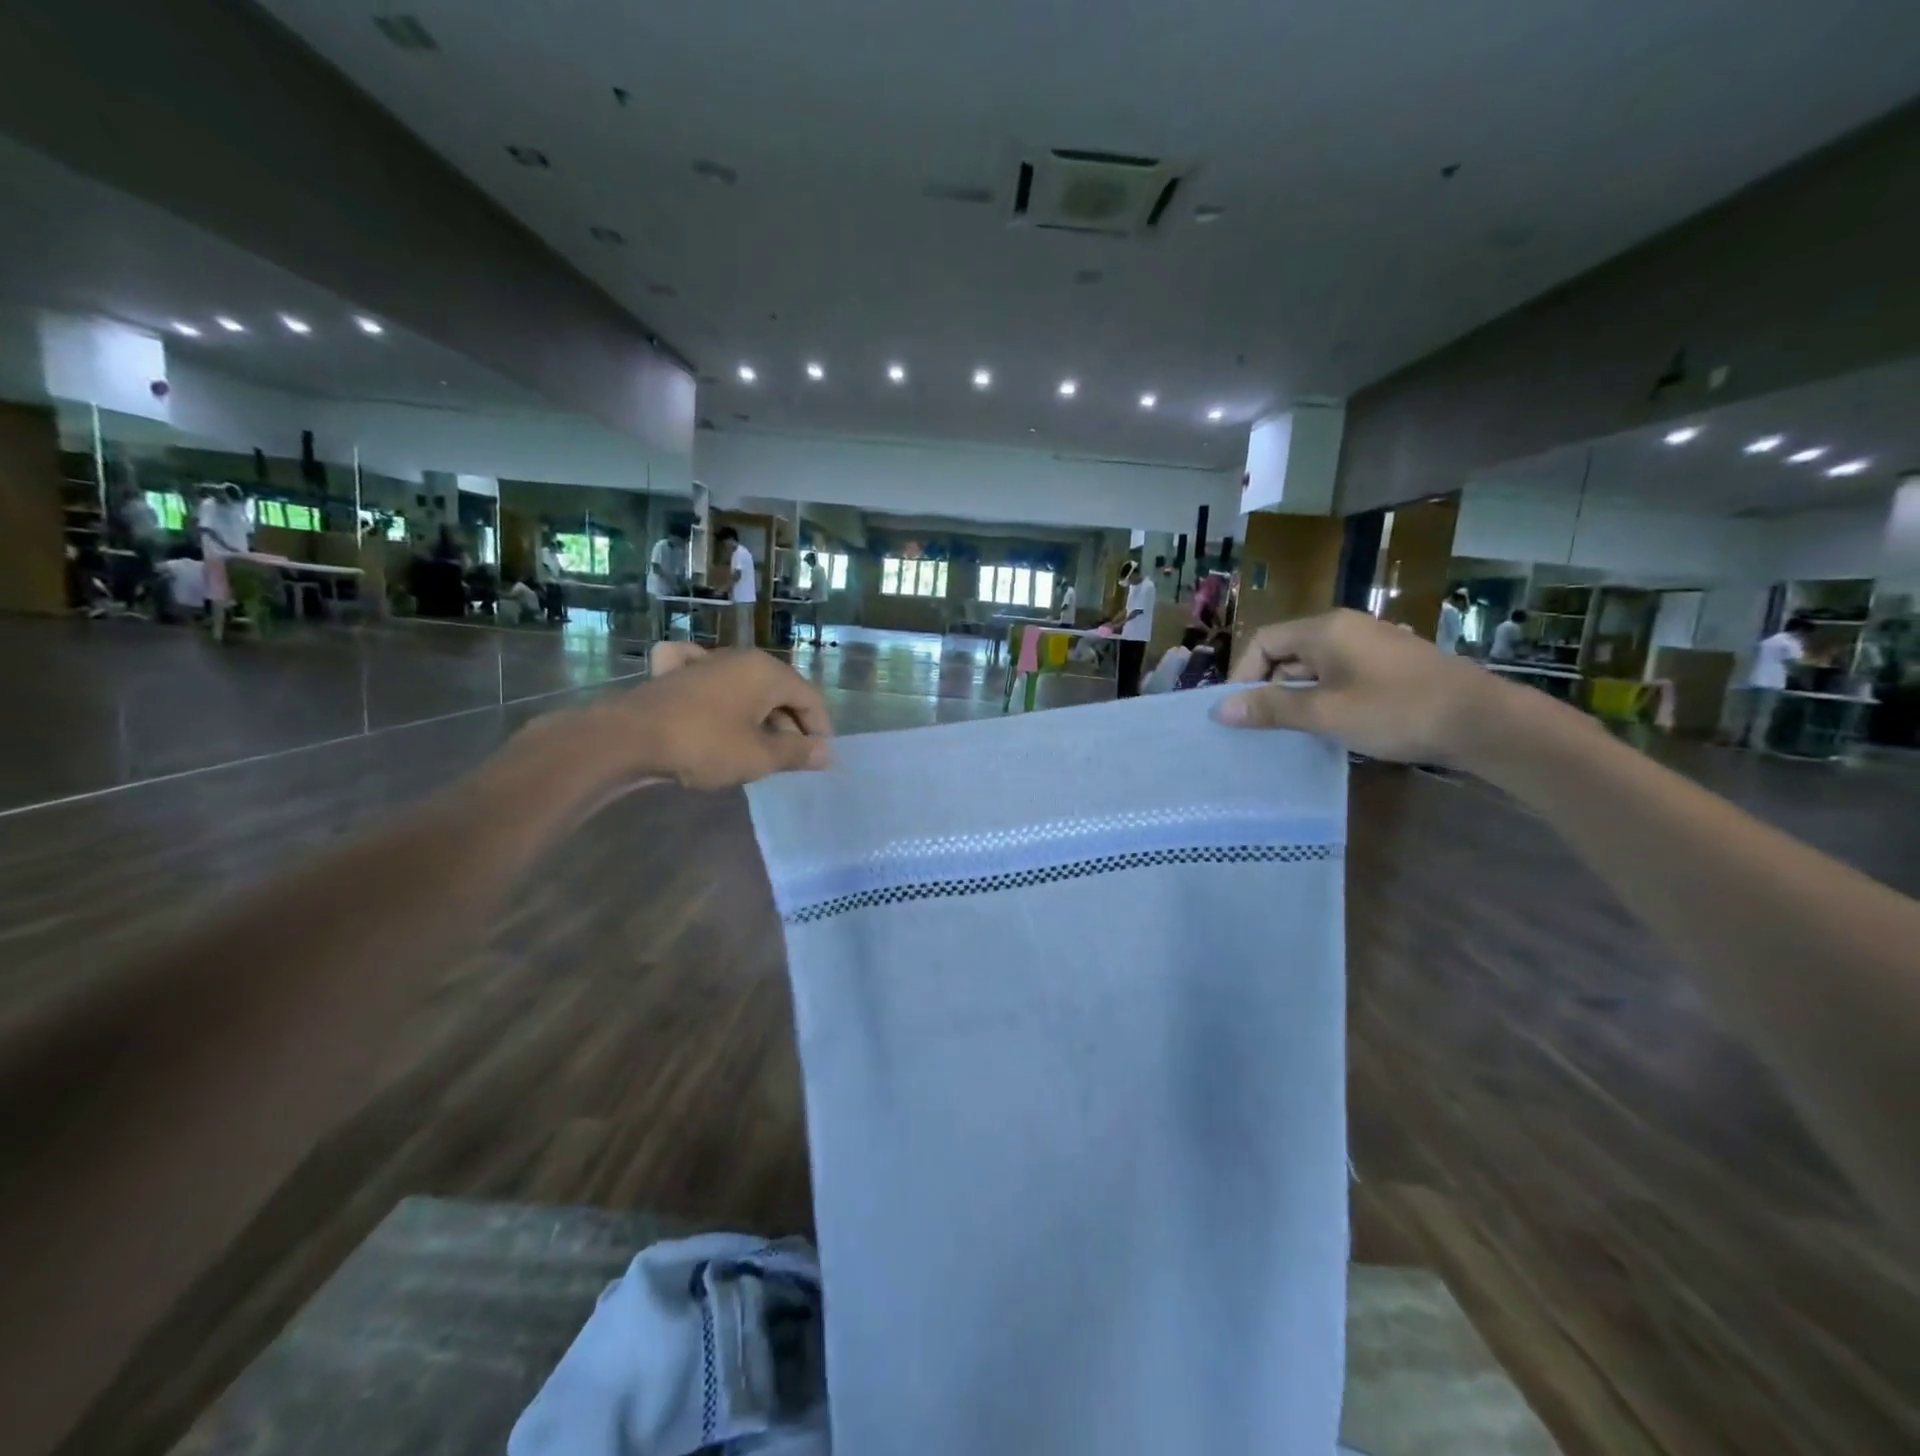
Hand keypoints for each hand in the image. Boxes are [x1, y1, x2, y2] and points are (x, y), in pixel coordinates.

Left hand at [509, 644, 831, 794]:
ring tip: (758, 746)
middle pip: (779, 690)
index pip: (810, 697)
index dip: (821, 728)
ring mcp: (704, 661)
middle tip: (790, 759)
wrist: (629, 739)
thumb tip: (827, 753)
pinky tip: (714, 700)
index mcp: (767, 671)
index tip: (819, 758)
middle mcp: (739, 658)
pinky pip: (708, 677)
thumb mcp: (759, 756)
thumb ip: (797, 753)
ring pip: (746, 686)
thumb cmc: (705, 745)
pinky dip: (719, 691)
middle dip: (790, 724)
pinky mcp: (674, 673)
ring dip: (759, 714)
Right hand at [1217, 609, 1551, 767]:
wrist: (1483, 722)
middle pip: (1286, 653)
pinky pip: (1338, 677)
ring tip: (1290, 734)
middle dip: (1268, 689)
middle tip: (1261, 729)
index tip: (1240, 713)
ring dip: (1296, 698)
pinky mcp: (1388, 667)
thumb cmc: (1396, 711)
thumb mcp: (1326, 713)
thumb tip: (1220, 710)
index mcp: (1325, 629)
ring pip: (1313, 668)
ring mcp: (1370, 646)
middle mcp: (1345, 629)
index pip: (1263, 642)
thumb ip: (1272, 709)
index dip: (1243, 676)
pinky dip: (1323, 699)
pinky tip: (1328, 728)